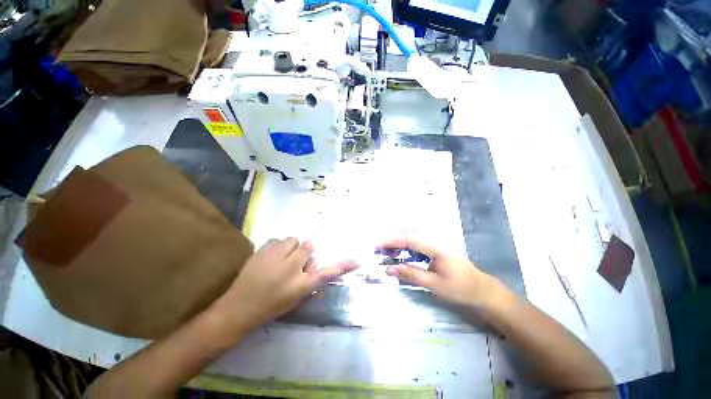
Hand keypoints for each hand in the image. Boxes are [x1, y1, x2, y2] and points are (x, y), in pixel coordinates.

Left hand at [212, 238, 357, 332]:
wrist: (238, 308)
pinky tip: (270, 258)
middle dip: (304, 251)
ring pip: (293, 240)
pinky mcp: (263, 250)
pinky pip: (279, 240)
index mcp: (301, 286)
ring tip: (281, 259)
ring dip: (291, 248)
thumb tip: (316, 262)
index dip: (343, 266)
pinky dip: (278, 247)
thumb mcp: (295, 298)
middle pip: (309, 246)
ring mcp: (276, 257)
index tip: (358, 259)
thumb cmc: (270, 306)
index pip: (326, 273)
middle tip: (294, 260)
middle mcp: (292, 269)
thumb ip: (310, 279)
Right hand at [381, 236, 504, 309]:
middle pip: (409, 235)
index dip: (391, 241)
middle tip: (378, 249)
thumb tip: (389, 269)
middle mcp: (434, 241)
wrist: (483, 291)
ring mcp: (436, 245)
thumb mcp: (435, 284)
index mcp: (435, 247)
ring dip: (398, 243)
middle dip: (392, 240)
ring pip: (412, 239)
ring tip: (385, 251)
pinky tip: (400, 255)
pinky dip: (405, 248)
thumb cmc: (461, 289)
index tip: (376, 244)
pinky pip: (417, 245)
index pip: (409, 239)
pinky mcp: (436, 250)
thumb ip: (411, 274)